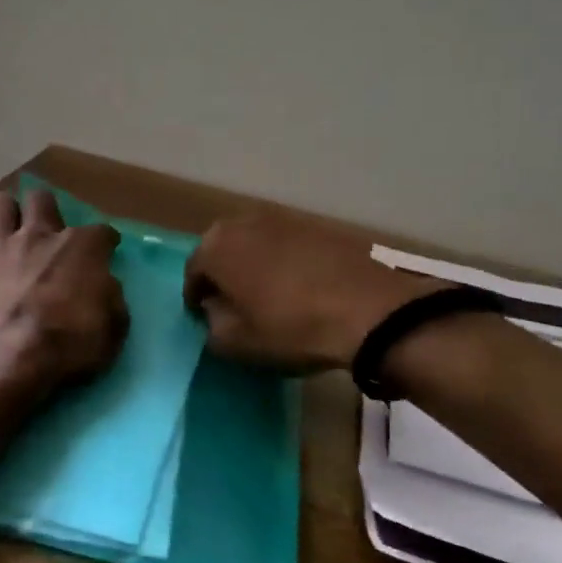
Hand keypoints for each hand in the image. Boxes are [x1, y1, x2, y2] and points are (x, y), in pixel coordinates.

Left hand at [0, 186, 128, 391]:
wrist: (6, 358)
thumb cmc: (68, 344)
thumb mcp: (112, 327)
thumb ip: (110, 297)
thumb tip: (103, 285)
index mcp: (82, 247)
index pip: (102, 231)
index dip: (106, 242)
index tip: (107, 251)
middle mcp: (40, 235)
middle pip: (42, 199)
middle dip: (46, 209)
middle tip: (48, 232)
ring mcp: (2, 245)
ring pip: (1, 204)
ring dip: (7, 215)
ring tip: (10, 232)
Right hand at [184, 212, 438, 370]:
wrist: (368, 310)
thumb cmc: (291, 328)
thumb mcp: (237, 343)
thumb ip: (212, 325)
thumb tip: (215, 311)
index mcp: (216, 246)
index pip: (193, 272)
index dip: (196, 298)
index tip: (204, 317)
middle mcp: (244, 222)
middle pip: (222, 249)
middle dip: (223, 274)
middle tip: (232, 303)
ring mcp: (283, 218)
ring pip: (255, 243)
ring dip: (253, 264)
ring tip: (266, 294)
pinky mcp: (316, 225)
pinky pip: (286, 244)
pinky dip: (284, 261)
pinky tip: (298, 286)